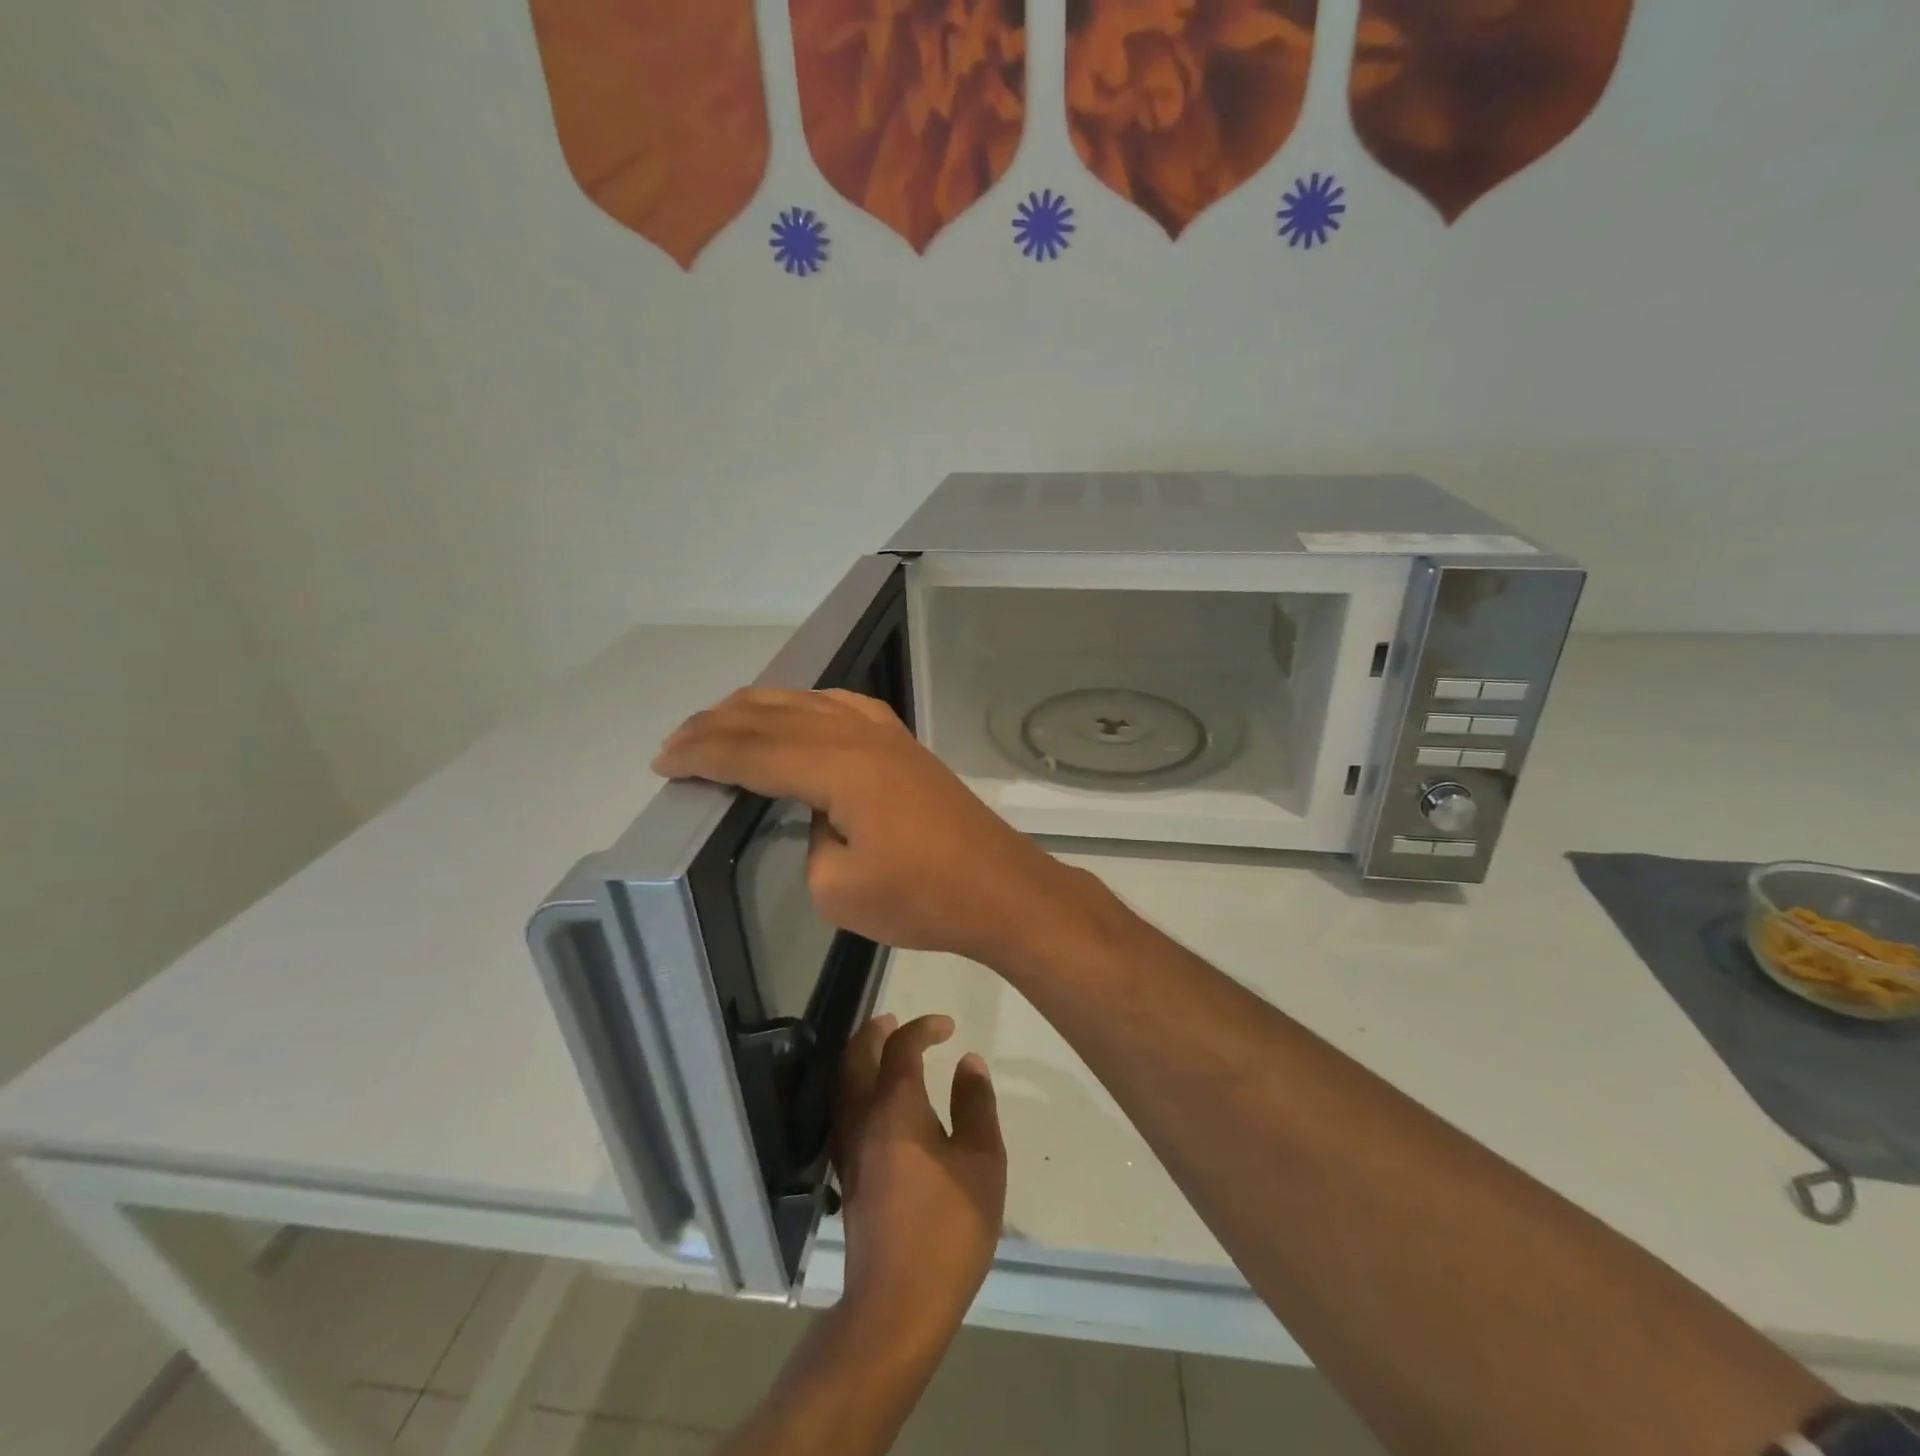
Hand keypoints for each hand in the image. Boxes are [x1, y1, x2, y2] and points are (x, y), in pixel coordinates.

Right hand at [652, 688, 1081, 967]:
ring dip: (760, 709)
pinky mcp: (905, 747)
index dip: (703, 755)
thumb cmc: (922, 898)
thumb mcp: (838, 888)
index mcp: (838, 767)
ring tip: (721, 720)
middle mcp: (860, 736)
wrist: (1000, 889)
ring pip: (809, 703)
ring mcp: (888, 736)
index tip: (663, 762)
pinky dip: (808, 705)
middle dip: (719, 725)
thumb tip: (817, 815)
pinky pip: (845, 707)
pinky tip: (799, 712)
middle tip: (677, 741)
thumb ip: (810, 840)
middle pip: (775, 717)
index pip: (753, 751)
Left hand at [834, 1013, 1005, 1335]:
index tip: (947, 1026)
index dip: (923, 1027)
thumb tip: (969, 1062)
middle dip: (876, 1032)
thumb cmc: (947, 1227)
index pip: (902, 1047)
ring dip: (862, 1057)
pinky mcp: (846, 1176)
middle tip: (896, 1020)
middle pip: (858, 1057)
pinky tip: (876, 1102)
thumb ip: (975, 1105)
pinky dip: (857, 1087)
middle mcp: (863, 1118)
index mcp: (896, 1106)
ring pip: (845, 1083)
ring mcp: (849, 1148)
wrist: (897, 1304)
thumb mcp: (982, 1162)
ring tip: (883, 1049)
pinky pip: (845, 1109)